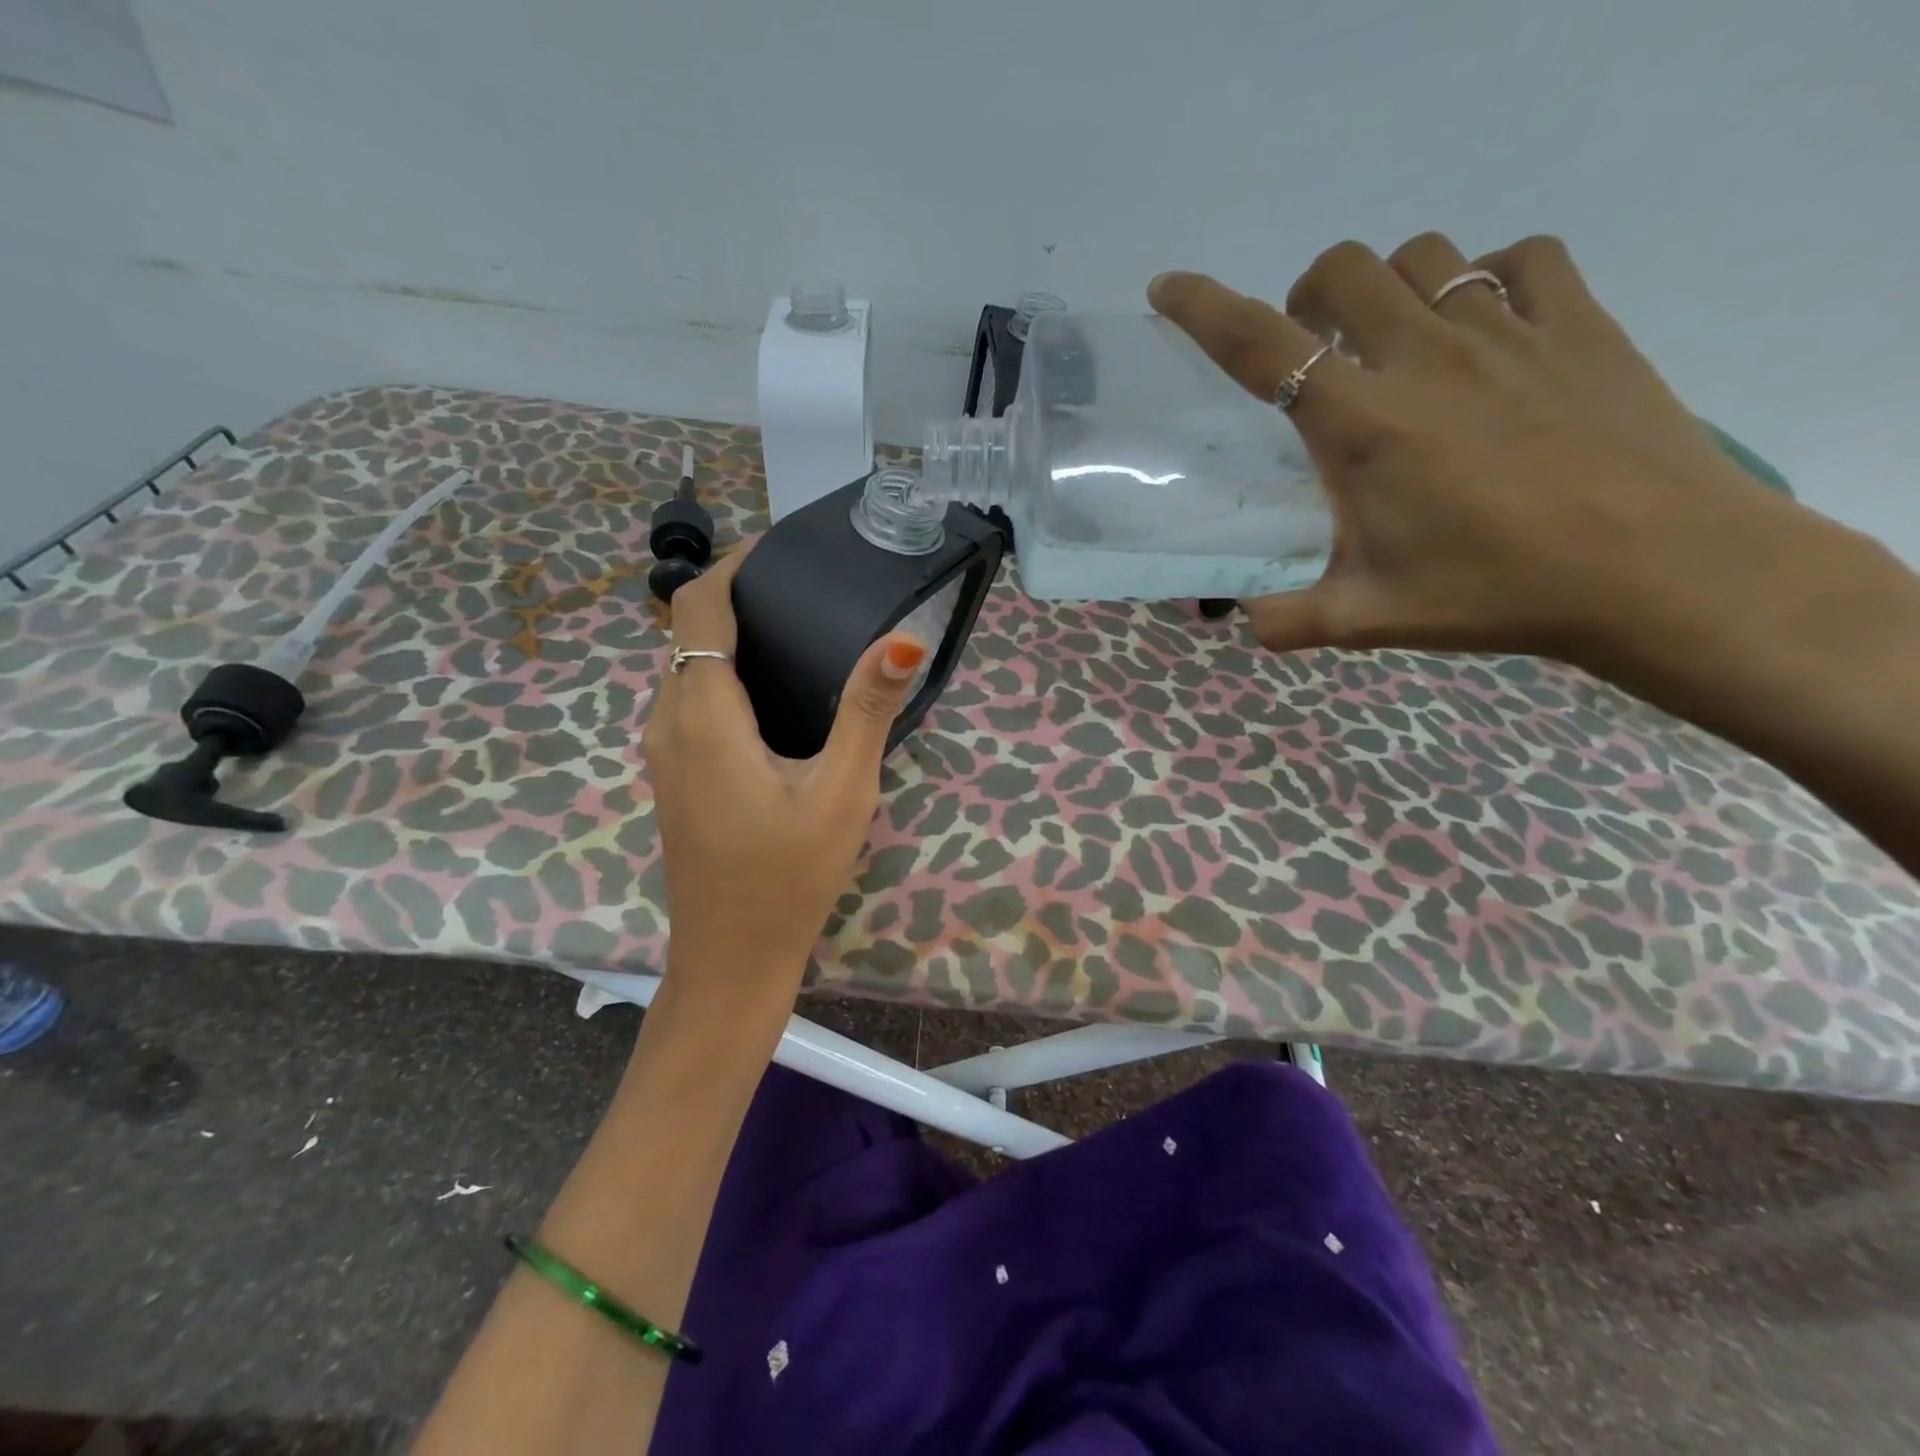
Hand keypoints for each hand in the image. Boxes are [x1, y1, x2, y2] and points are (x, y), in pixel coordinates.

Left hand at [643, 546, 926, 1004]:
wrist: (732, 957)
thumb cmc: (788, 875)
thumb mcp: (841, 790)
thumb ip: (866, 710)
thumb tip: (901, 639)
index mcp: (703, 714)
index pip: (698, 608)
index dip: (732, 566)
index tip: (781, 551)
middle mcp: (668, 722)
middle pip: (688, 632)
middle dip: (735, 597)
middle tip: (805, 590)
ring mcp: (664, 752)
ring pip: (686, 668)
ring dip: (728, 637)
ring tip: (796, 631)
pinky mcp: (674, 776)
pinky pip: (690, 701)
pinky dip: (722, 675)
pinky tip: (774, 694)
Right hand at [1150, 233, 1831, 666]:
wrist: (1658, 569)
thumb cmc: (1495, 591)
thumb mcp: (1367, 618)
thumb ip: (1285, 619)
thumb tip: (1237, 620)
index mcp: (1362, 423)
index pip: (1261, 345)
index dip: (1203, 308)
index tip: (1168, 288)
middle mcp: (1423, 357)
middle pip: (1343, 270)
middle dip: (1307, 296)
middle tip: (1314, 353)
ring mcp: (1507, 330)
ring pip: (1425, 254)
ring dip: (1388, 287)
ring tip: (1393, 343)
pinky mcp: (1579, 324)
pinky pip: (1521, 259)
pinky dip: (1487, 277)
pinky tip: (1486, 327)